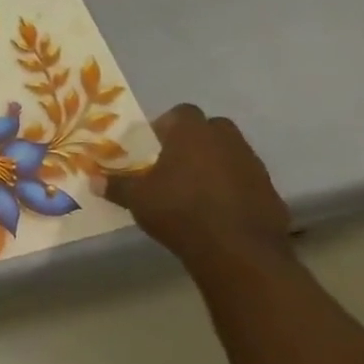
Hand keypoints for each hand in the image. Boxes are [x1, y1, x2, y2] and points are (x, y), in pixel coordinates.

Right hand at [104, 105, 290, 264]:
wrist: (237, 250)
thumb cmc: (179, 211)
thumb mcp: (137, 199)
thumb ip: (116, 186)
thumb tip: (92, 180)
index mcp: (192, 134)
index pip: (181, 112)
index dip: (167, 125)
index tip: (154, 145)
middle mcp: (226, 141)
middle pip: (211, 128)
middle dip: (195, 141)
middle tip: (175, 163)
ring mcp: (253, 165)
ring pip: (231, 153)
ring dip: (216, 164)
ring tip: (195, 189)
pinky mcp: (270, 191)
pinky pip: (247, 180)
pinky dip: (234, 188)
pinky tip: (218, 210)